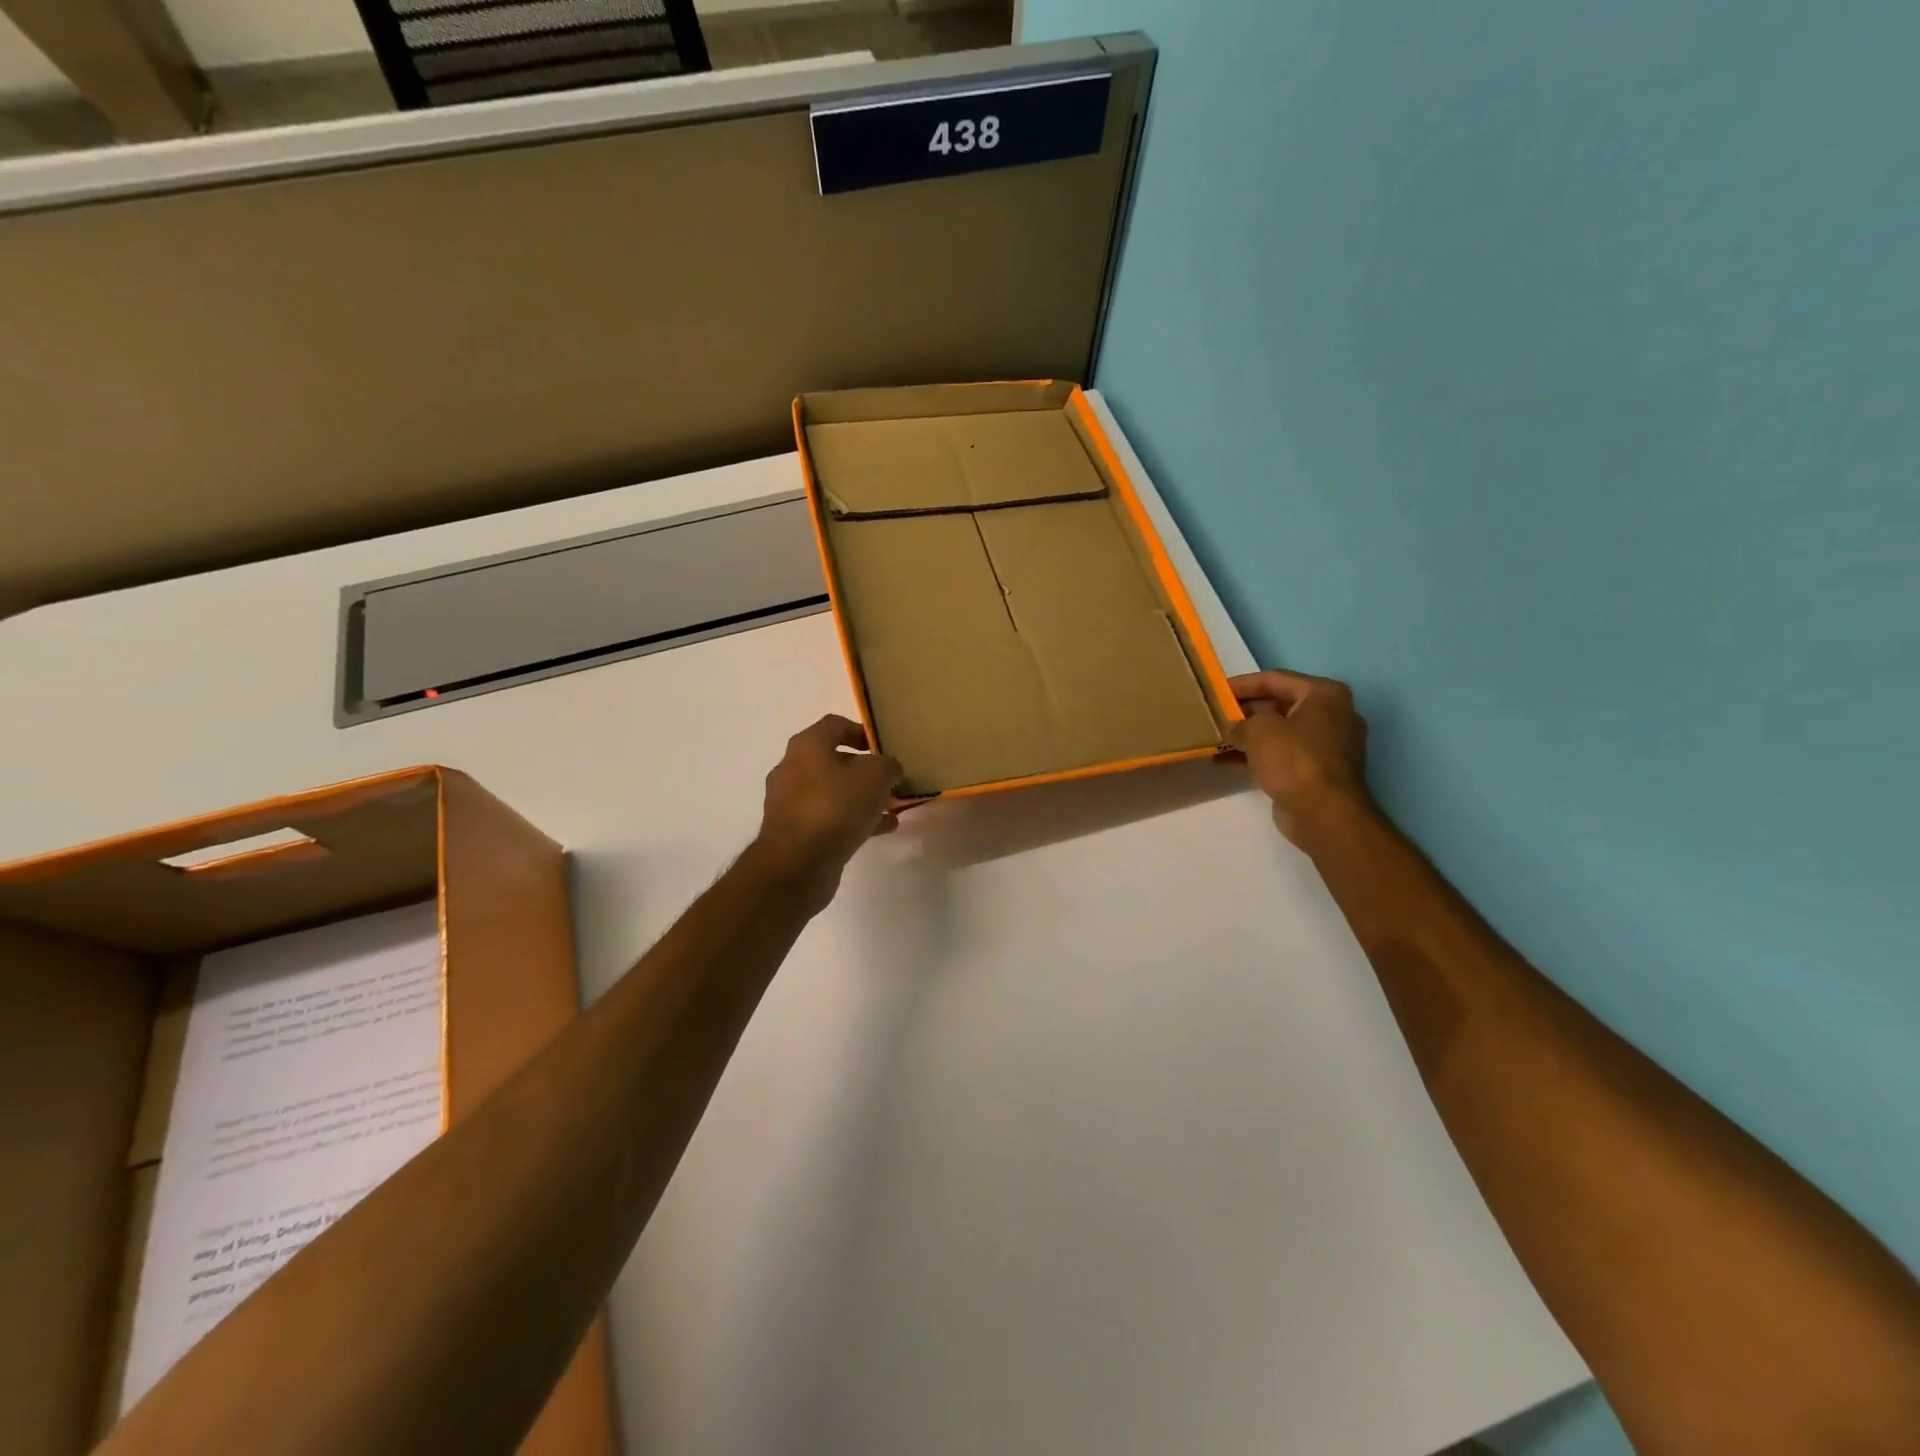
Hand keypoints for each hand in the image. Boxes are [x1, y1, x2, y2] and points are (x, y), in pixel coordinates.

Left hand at [751, 715, 902, 909]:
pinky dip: (853, 820)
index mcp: (807, 746)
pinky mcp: (794, 832)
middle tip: (889, 780)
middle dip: (863, 769)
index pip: (835, 725)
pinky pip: (828, 818)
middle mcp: (792, 768)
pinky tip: (881, 830)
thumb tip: (888, 769)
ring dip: (860, 797)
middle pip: (833, 760)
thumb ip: (888, 765)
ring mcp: (789, 802)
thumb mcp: (876, 776)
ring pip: (832, 792)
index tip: (884, 747)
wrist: (797, 864)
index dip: (861, 731)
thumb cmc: (836, 807)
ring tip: (890, 807)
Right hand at [1224, 670, 1372, 843]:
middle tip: (1214, 714)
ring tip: (1215, 737)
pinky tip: (1224, 761)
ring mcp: (1325, 745)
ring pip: (1278, 732)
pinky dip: (1255, 756)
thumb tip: (1233, 729)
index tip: (1215, 690)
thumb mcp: (1258, 730)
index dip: (1242, 684)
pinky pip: (1280, 755)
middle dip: (1244, 711)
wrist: (1324, 813)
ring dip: (1247, 736)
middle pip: (1278, 705)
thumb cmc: (1295, 759)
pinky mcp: (1315, 771)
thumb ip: (1240, 722)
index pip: (1275, 679)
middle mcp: (1330, 715)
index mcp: (1323, 694)